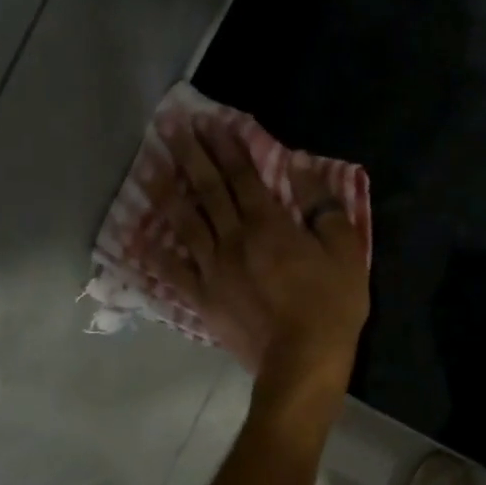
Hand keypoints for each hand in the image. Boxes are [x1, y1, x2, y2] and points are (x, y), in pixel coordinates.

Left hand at [140, 113, 369, 396]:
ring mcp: (213, 270)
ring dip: (167, 192)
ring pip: (184, 223)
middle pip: (208, 190)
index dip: (225, 145)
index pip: (242, 175)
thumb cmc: (330, 306)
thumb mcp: (344, 250)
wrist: (302, 362)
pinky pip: (174, 272)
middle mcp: (233, 238)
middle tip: (169, 128)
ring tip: (149, 167)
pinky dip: (156, 254)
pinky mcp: (203, 299)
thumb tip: (300, 165)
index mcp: (268, 224)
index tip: (208, 121)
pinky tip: (140, 238)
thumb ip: (322, 206)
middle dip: (190, 156)